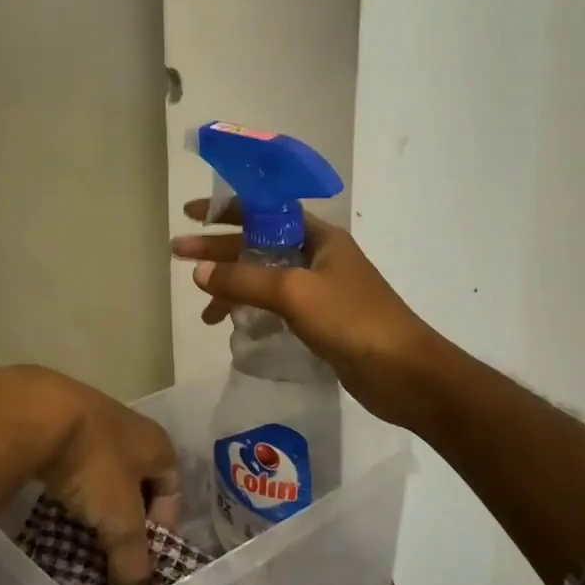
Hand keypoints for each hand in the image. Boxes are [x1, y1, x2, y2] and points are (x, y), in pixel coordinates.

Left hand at [0, 366, 180, 584]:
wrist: (34, 411)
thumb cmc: (94, 463)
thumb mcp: (120, 520)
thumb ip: (132, 560)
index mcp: (157, 443)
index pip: (172, 490)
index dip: (161, 528)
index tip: (139, 558)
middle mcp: (130, 426)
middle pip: (136, 481)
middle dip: (124, 518)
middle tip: (108, 552)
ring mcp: (91, 418)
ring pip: (100, 471)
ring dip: (93, 502)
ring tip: (78, 532)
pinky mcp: (55, 419)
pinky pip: (70, 461)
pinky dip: (66, 484)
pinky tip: (52, 503)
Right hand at [172, 201, 444, 428]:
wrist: (406, 374)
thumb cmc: (353, 321)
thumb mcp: (294, 293)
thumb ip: (244, 280)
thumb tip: (198, 272)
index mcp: (318, 236)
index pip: (264, 211)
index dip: (225, 210)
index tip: (191, 214)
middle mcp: (318, 257)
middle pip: (258, 245)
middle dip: (218, 252)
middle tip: (177, 255)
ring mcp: (319, 290)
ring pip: (264, 279)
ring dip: (232, 288)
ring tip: (204, 311)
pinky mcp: (320, 321)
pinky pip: (274, 307)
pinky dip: (251, 312)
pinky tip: (233, 328)